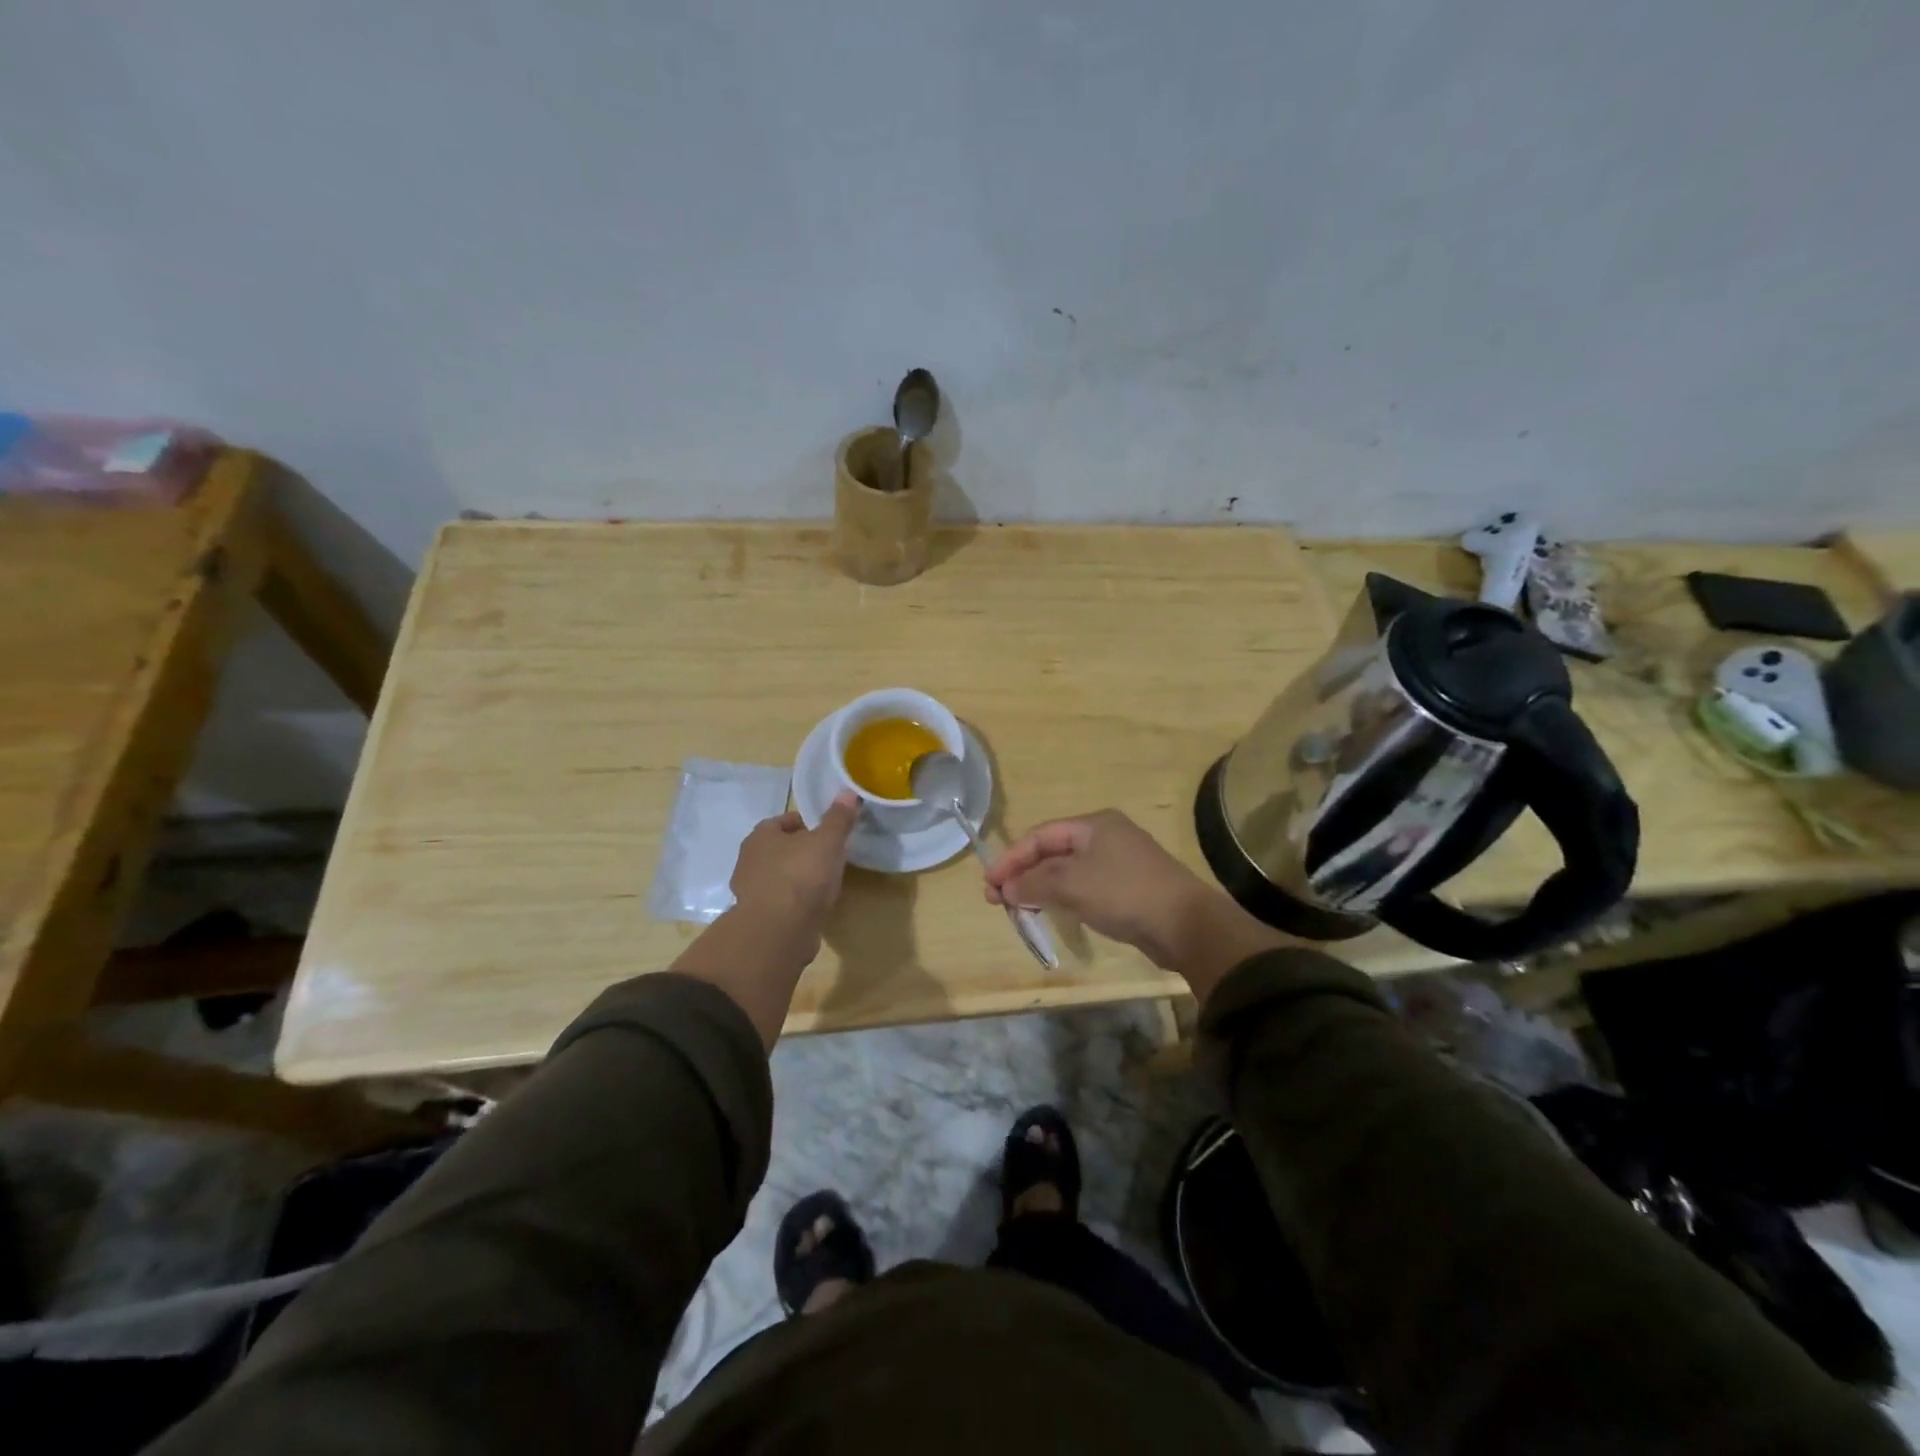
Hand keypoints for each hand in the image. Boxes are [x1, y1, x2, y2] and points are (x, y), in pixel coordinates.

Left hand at [729, 792, 859, 951]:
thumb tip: (848, 792)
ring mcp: (750, 891)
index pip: (785, 821)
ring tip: (823, 885)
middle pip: (779, 849)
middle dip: (801, 851)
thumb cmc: (801, 876)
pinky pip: (780, 902)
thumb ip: (838, 818)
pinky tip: (812, 908)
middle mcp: (749, 860)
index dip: (807, 824)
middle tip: (827, 857)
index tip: (827, 834)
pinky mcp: (757, 918)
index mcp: (761, 836)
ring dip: (796, 878)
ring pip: (778, 876)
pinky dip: (794, 903)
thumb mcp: (828, 841)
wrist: (778, 931)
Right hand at [984, 809, 1289, 998]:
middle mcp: (1105, 836)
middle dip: (1023, 874)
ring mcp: (1118, 862)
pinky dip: (1062, 897)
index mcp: (1093, 824)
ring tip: (1018, 908)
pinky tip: (1051, 912)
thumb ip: (1033, 883)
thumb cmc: (1123, 892)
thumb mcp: (1071, 884)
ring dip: (1040, 887)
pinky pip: (1084, 887)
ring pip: (1067, 871)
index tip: (989, 885)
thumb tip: (1006, 888)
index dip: (1011, 859)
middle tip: (998, 900)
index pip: (1040, 835)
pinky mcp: (1127, 888)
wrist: (1185, 924)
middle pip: (1052, 851)